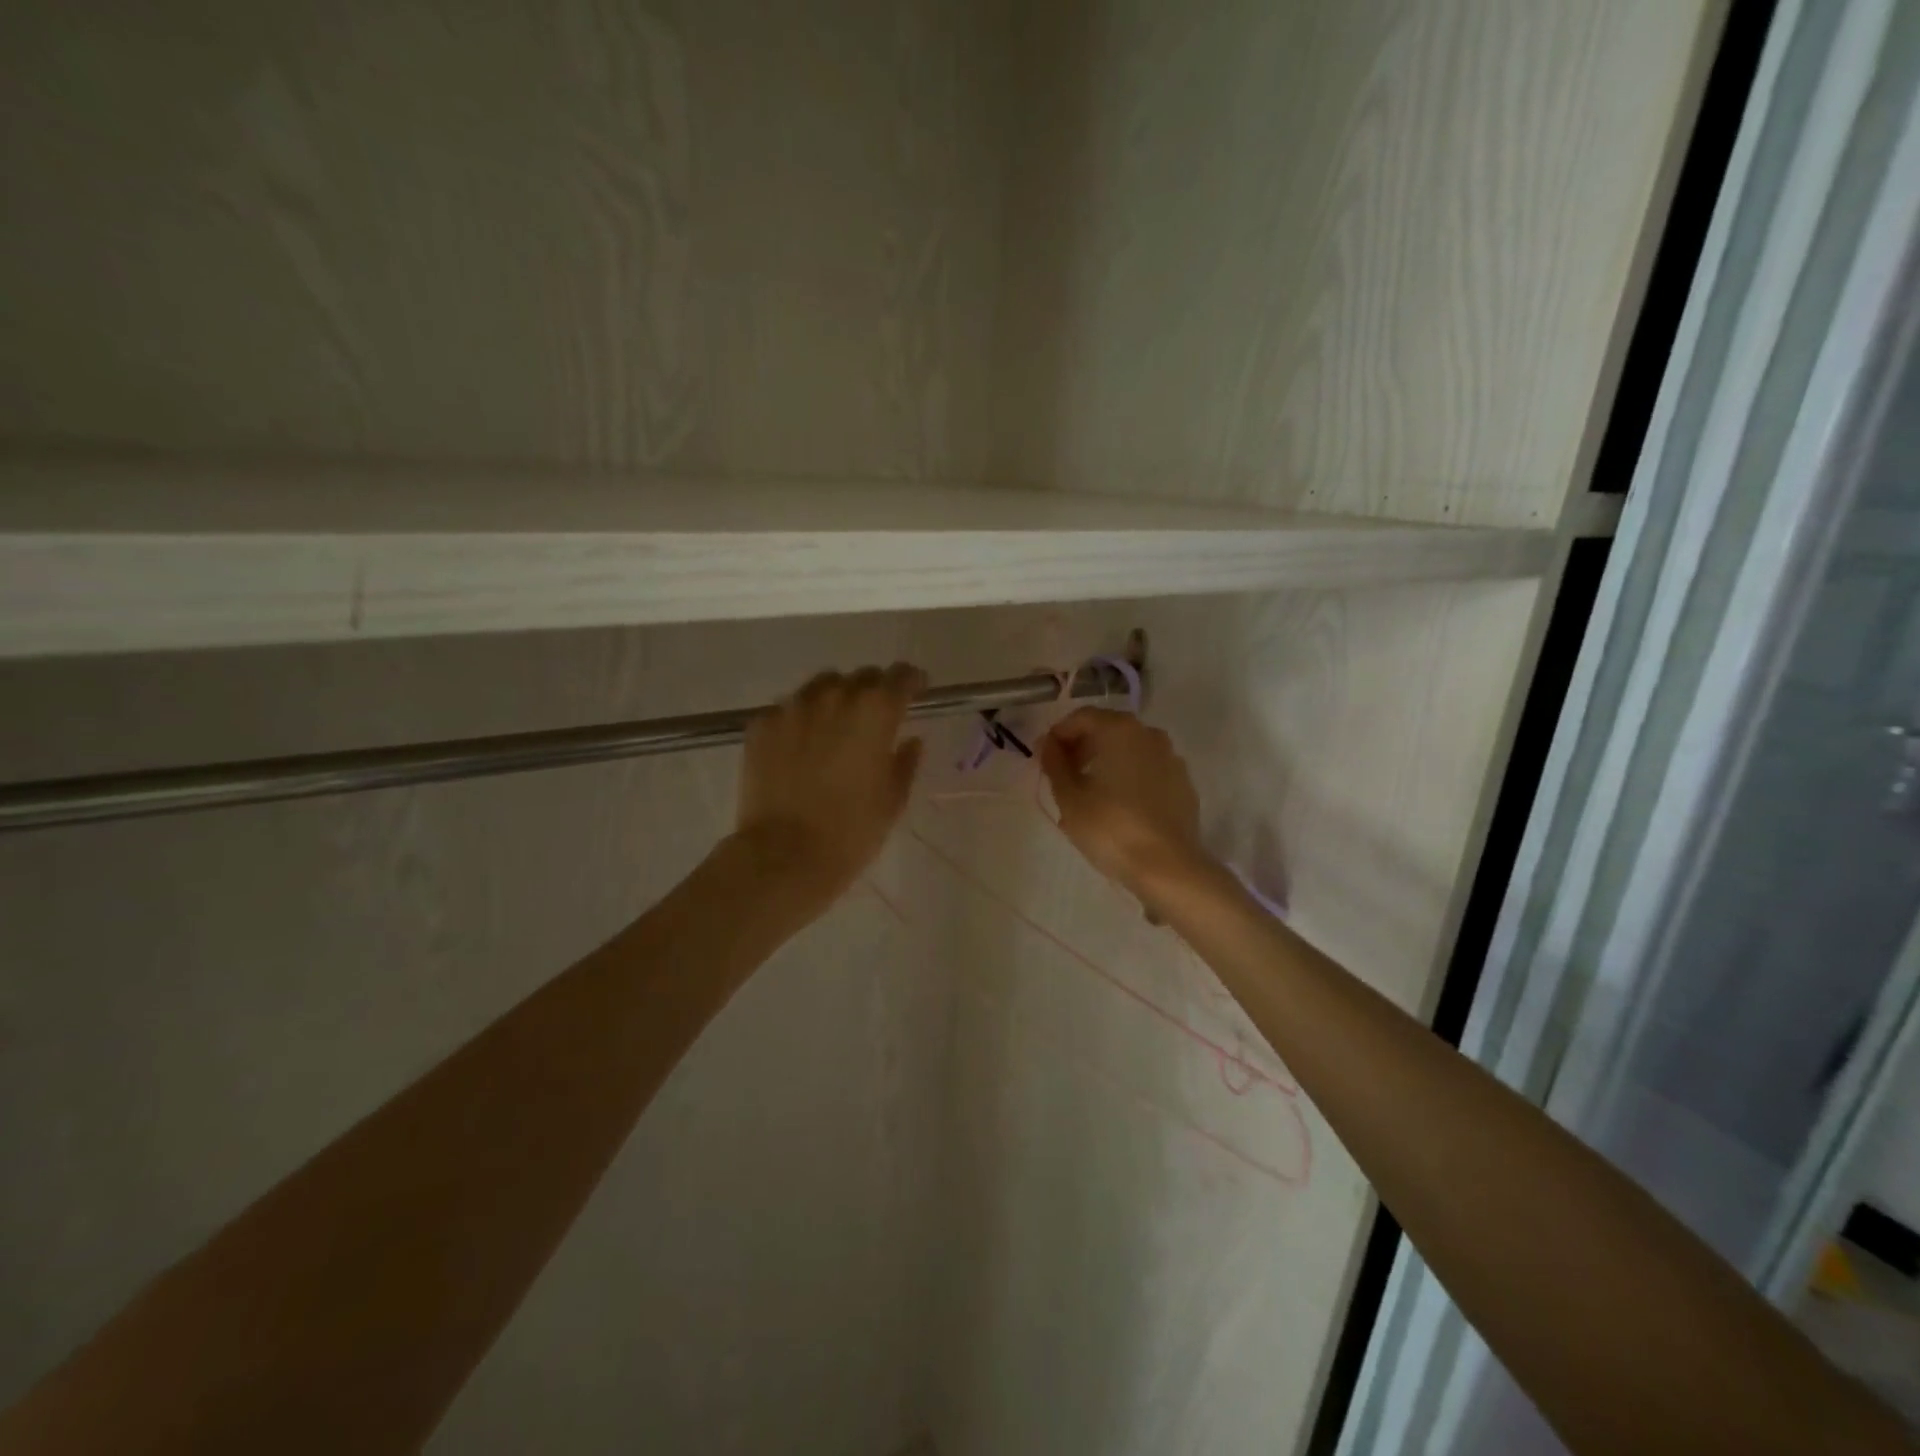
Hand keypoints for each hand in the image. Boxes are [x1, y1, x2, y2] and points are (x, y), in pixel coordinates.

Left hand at [734, 664, 926, 909]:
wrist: (784, 855)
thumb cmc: (852, 831)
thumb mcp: (892, 800)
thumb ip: (905, 761)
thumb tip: (909, 741)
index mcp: (875, 712)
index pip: (901, 676)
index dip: (911, 681)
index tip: (915, 692)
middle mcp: (835, 697)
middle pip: (861, 677)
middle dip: (873, 691)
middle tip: (874, 719)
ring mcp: (793, 707)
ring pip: (822, 687)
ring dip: (835, 700)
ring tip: (834, 728)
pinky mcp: (762, 724)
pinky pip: (789, 709)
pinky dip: (801, 720)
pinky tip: (800, 748)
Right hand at [1040, 708, 1211, 907]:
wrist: (1168, 868)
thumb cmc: (1111, 828)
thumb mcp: (1070, 797)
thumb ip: (1055, 764)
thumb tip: (1048, 744)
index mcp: (1120, 730)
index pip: (1081, 717)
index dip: (1058, 735)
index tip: (1043, 760)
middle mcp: (1149, 735)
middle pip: (1107, 729)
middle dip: (1081, 747)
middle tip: (1062, 776)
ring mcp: (1171, 759)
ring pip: (1130, 750)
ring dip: (1105, 762)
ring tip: (1088, 793)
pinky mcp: (1183, 784)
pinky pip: (1148, 770)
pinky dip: (1128, 777)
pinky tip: (1118, 806)